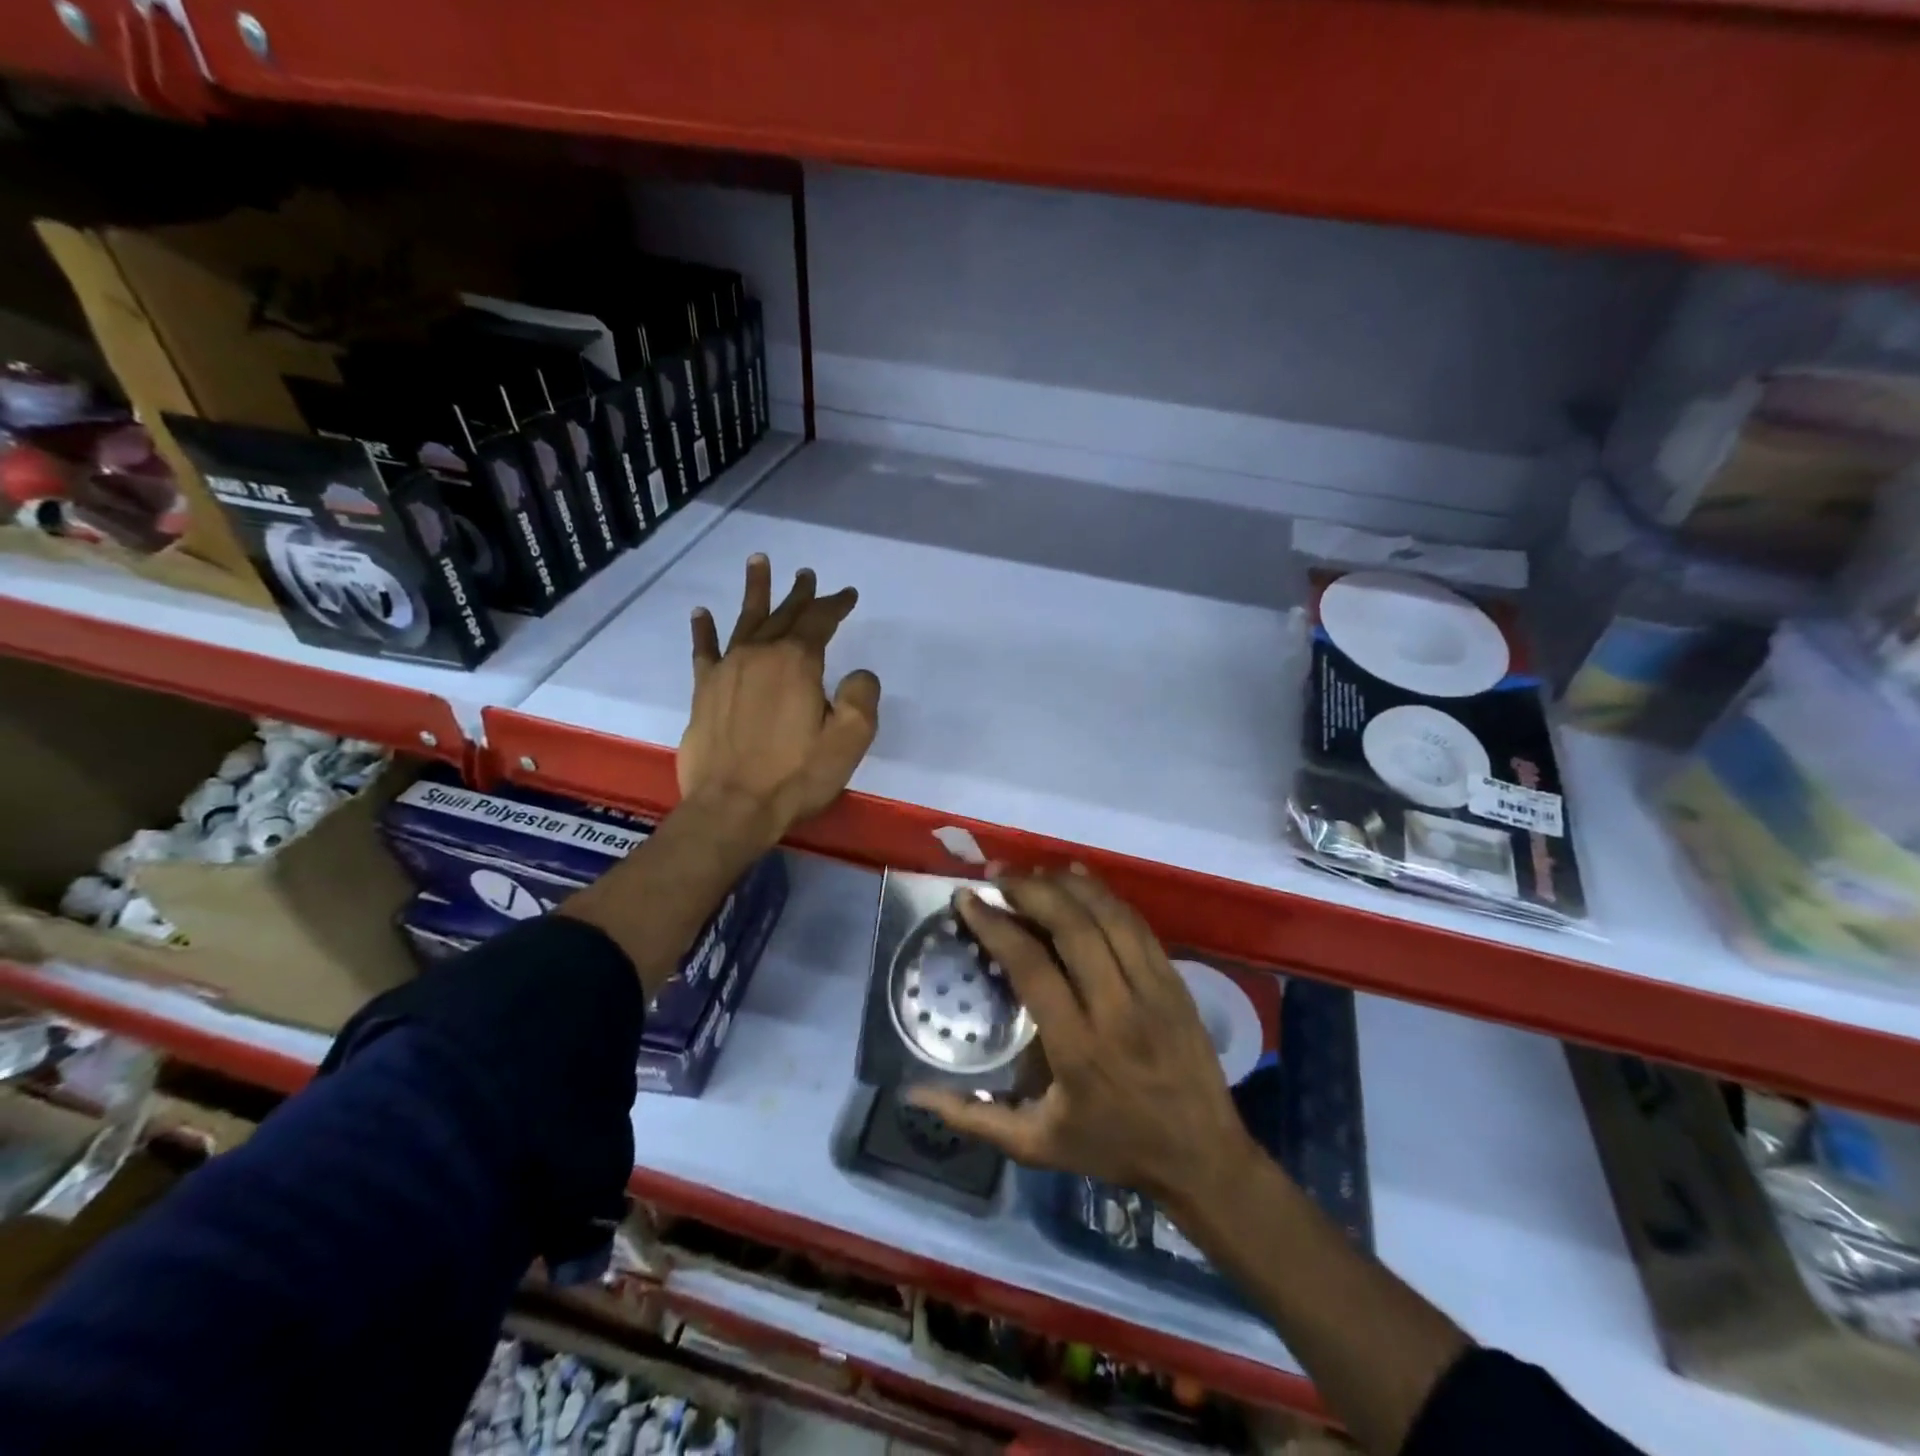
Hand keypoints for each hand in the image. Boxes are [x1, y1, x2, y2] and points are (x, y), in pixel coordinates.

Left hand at [678, 555, 880, 840]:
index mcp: (797, 663)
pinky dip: (704, 630)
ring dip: (755, 591)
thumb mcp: (849, 740)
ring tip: (758, 563)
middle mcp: (760, 655)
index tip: (848, 595)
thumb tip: (859, 674)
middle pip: (783, 615)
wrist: (732, 806)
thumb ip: (862, 698)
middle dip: (799, 594)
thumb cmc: (796, 775)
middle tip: (806, 574)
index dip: (836, 605)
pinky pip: (704, 650)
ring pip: (744, 620)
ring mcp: (728, 669)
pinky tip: (701, 613)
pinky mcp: (705, 690)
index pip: (820, 621)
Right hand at [908, 867, 1254, 1214]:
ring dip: (1066, 884)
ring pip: (1108, 916)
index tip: (967, 900)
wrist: (1204, 1158)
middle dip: (1029, 890)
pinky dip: (1105, 895)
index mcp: (1078, 1049)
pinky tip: (1079, 878)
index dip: (996, 926)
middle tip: (996, 875)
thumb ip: (974, 1118)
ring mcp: (1153, 990)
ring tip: (1031, 871)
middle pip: (1072, 927)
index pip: (1032, 967)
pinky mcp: (1175, 981)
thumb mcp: (1037, 1145)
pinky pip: (1137, 924)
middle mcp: (1116, 1009)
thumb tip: (915, 1093)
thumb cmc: (1114, 1148)